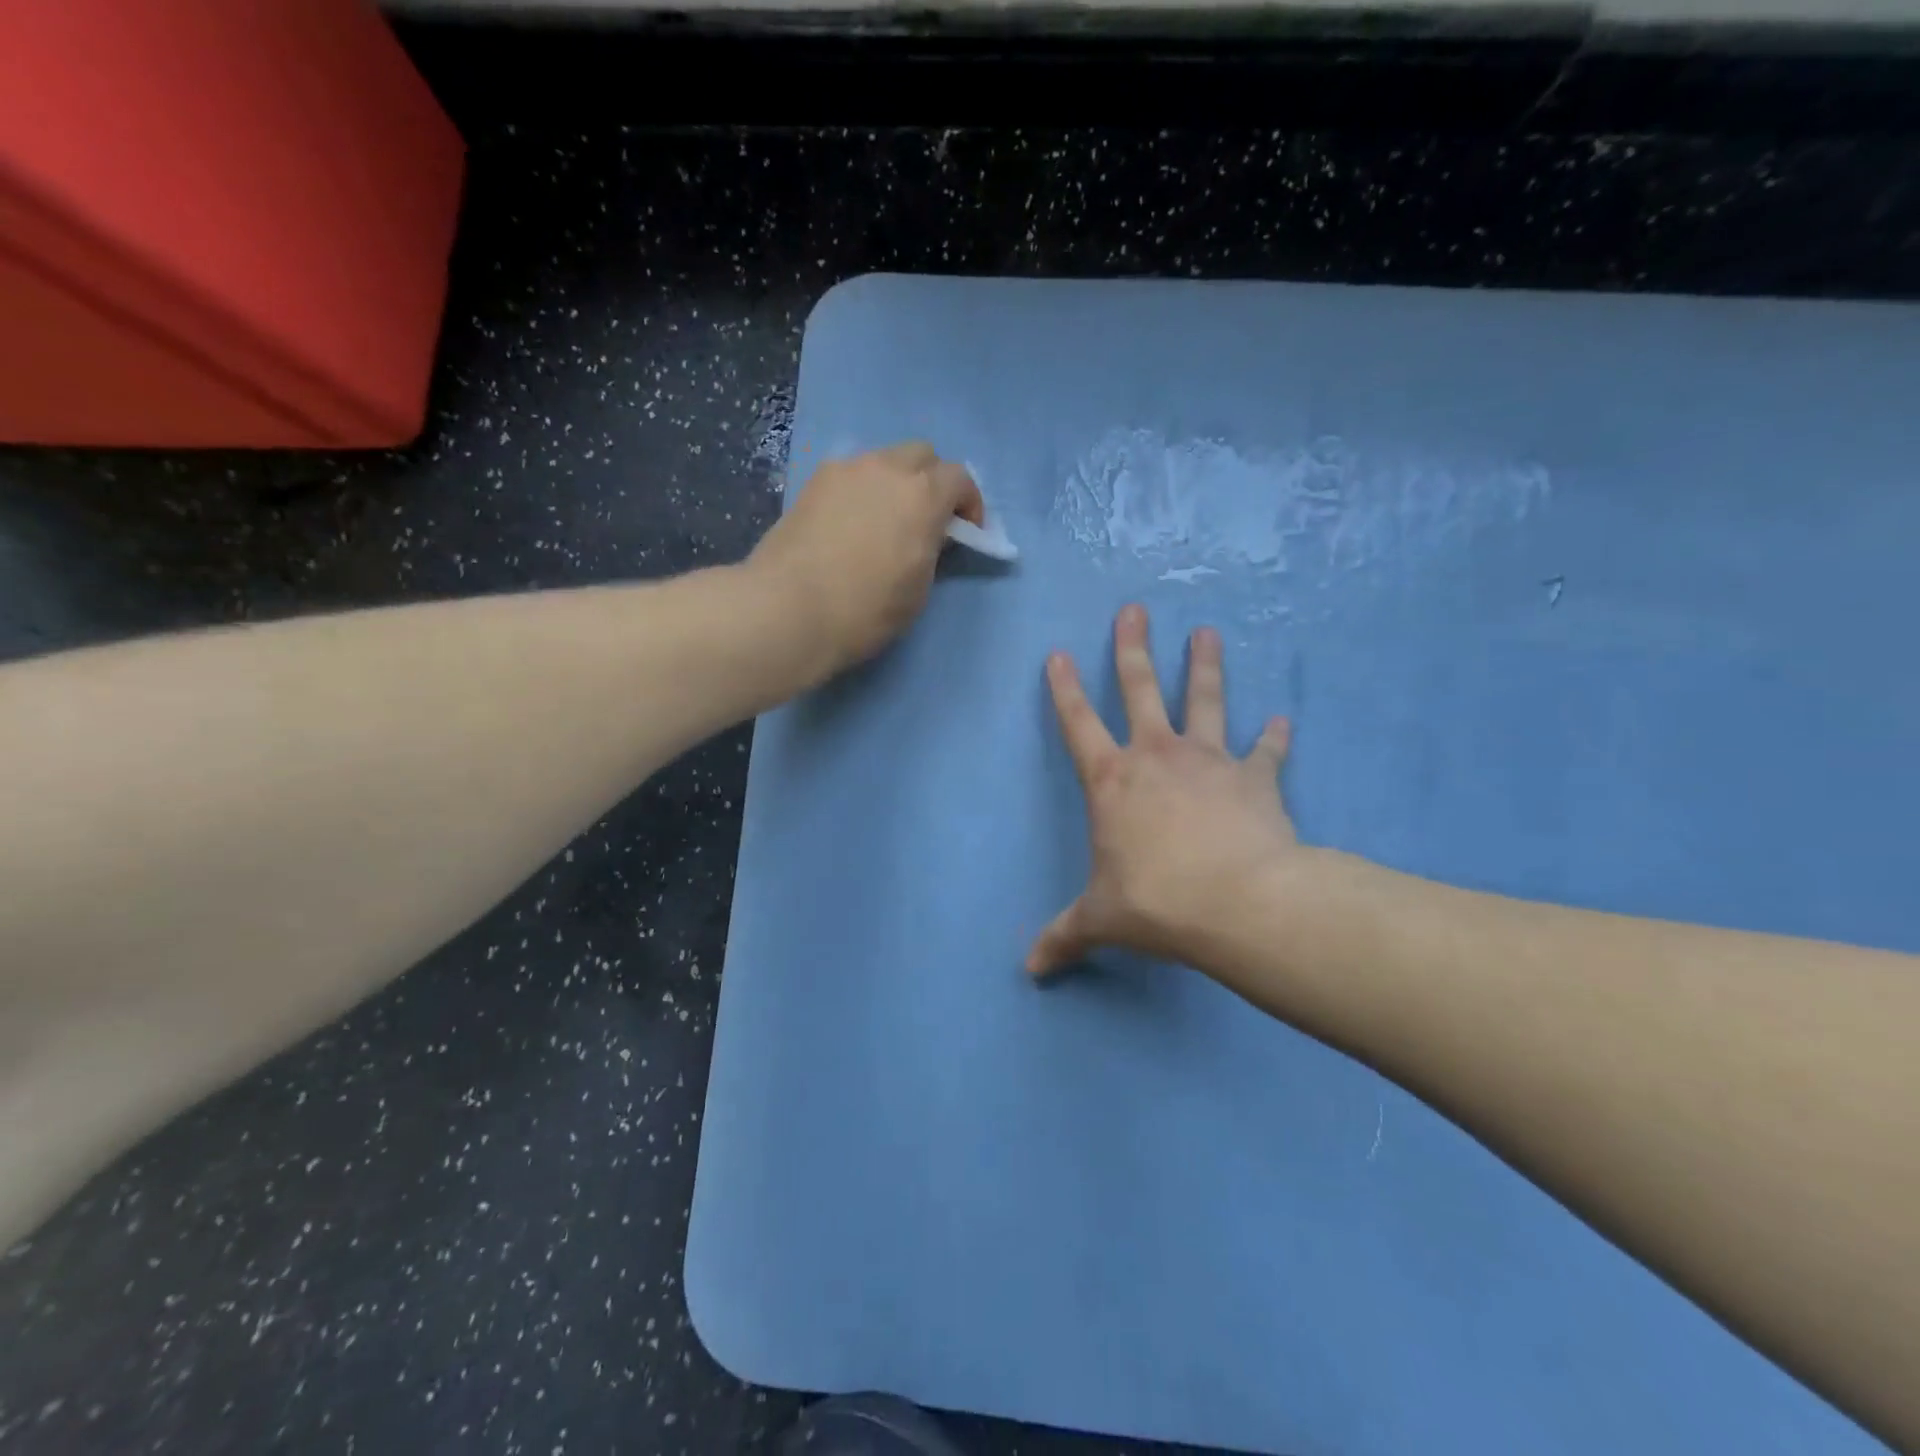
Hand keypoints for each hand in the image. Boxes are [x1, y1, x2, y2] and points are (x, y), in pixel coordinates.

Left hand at [750, 443, 983, 679]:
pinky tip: (851, 524)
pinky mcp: (812, 483)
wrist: (788, 609)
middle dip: (933, 481)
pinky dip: (862, 490)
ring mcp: (844, 470)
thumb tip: (927, 534)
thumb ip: (932, 549)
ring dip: (895, 482)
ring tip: (886, 521)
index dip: (969, 504)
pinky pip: (850, 475)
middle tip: (927, 519)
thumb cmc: (865, 609)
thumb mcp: (919, 589)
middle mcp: (885, 468)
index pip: (960, 478)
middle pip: (922, 455)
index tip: (966, 533)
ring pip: (882, 461)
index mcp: (922, 494)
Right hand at [1029, 604, 1299, 978]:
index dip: (1066, 689)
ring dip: (1205, 667)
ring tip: (1208, 632)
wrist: (1238, 903)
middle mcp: (1157, 757)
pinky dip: (1274, 738)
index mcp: (1112, 781)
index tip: (1060, 652)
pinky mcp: (1255, 780)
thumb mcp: (1101, 920)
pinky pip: (1265, 752)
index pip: (1078, 723)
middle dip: (1133, 648)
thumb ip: (1065, 937)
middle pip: (1141, 689)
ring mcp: (1209, 762)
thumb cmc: (1156, 901)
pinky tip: (1284, 722)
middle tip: (1134, 609)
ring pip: (1205, 701)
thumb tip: (1030, 970)